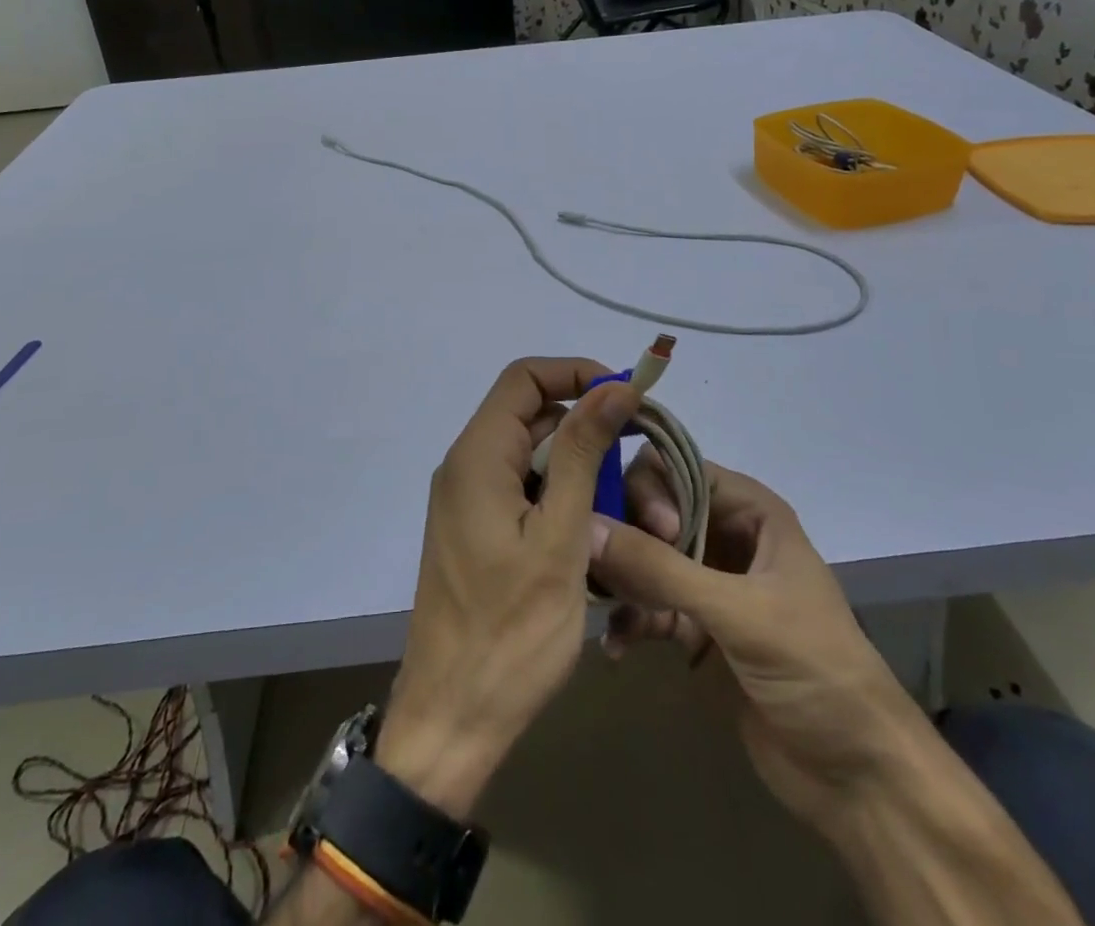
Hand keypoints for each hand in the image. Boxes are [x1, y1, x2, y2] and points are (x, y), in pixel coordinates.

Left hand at [376, 358, 637, 817]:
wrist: (453, 721)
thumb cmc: (511, 632)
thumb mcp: (561, 535)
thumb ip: (584, 453)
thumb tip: (613, 387)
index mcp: (476, 456)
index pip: (525, 378)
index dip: (576, 374)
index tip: (627, 398)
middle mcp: (466, 467)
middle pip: (533, 419)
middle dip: (589, 435)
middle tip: (641, 472)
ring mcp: (469, 501)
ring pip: (534, 461)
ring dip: (583, 477)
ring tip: (629, 518)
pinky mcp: (478, 532)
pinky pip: (525, 495)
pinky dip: (563, 505)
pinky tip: (595, 542)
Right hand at [589, 455, 928, 826]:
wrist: (859, 777)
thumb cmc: (813, 670)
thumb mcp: (739, 612)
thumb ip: (660, 568)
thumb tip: (586, 526)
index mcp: (750, 510)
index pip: (677, 466)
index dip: (652, 488)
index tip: (650, 531)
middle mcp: (726, 534)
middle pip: (652, 508)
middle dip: (625, 534)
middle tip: (611, 572)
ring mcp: (710, 582)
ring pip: (645, 557)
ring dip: (621, 580)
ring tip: (601, 606)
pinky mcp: (697, 628)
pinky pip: (648, 606)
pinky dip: (630, 620)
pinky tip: (617, 647)